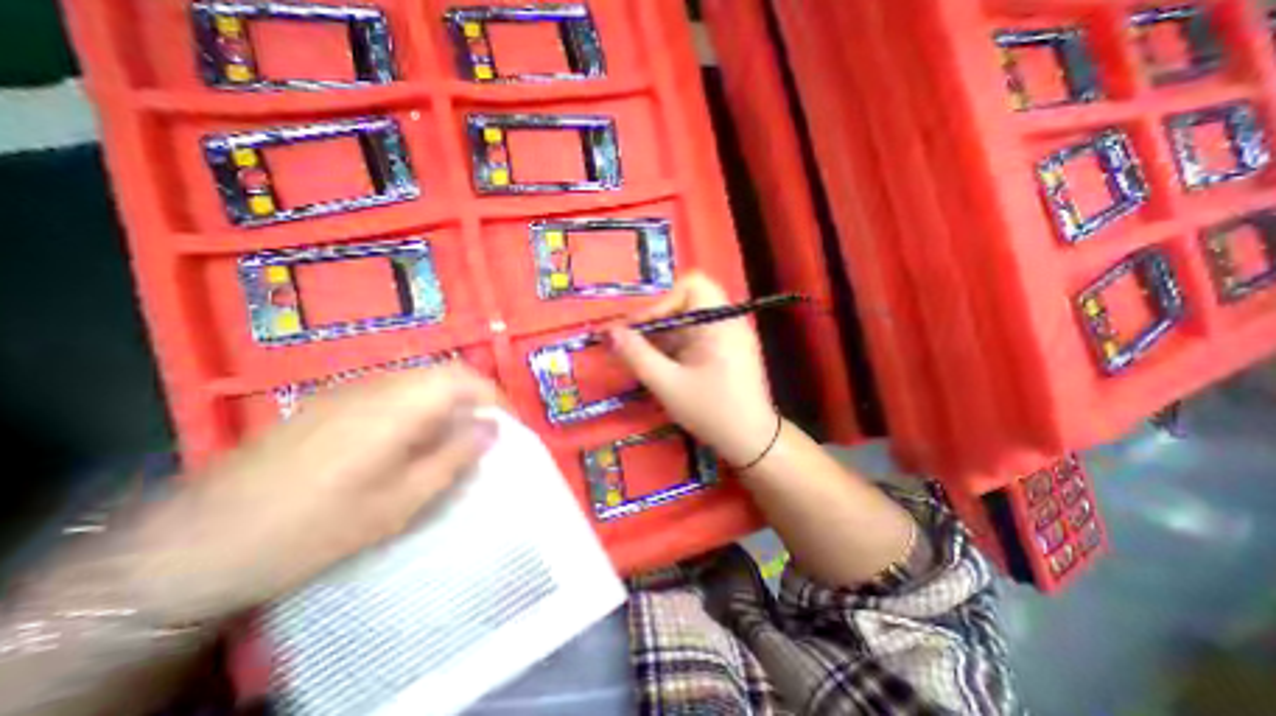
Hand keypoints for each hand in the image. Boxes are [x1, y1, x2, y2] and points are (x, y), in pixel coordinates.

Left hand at [119, 365, 497, 622]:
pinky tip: (414, 436)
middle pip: (446, 372)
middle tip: (489, 429)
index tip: (510, 425)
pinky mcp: (334, 399)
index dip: (496, 398)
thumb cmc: (315, 527)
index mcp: (399, 405)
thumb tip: (491, 429)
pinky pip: (397, 388)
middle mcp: (379, 384)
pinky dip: (423, 403)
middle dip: (477, 396)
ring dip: (451, 398)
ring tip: (457, 433)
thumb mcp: (401, 503)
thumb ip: (454, 458)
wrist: (197, 543)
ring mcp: (352, 388)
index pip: (466, 379)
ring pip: (422, 378)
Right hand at [611, 272, 777, 465]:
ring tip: (641, 357)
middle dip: (656, 319)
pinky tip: (660, 365)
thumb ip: (637, 355)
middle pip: (687, 302)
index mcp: (719, 322)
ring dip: (662, 335)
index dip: (662, 301)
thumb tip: (609, 332)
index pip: (691, 285)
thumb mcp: (668, 384)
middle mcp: (726, 321)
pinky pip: (695, 336)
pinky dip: (674, 346)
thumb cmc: (712, 411)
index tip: (640, 328)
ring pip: (688, 321)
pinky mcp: (724, 350)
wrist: (752, 442)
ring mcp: (728, 336)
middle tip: (633, 341)